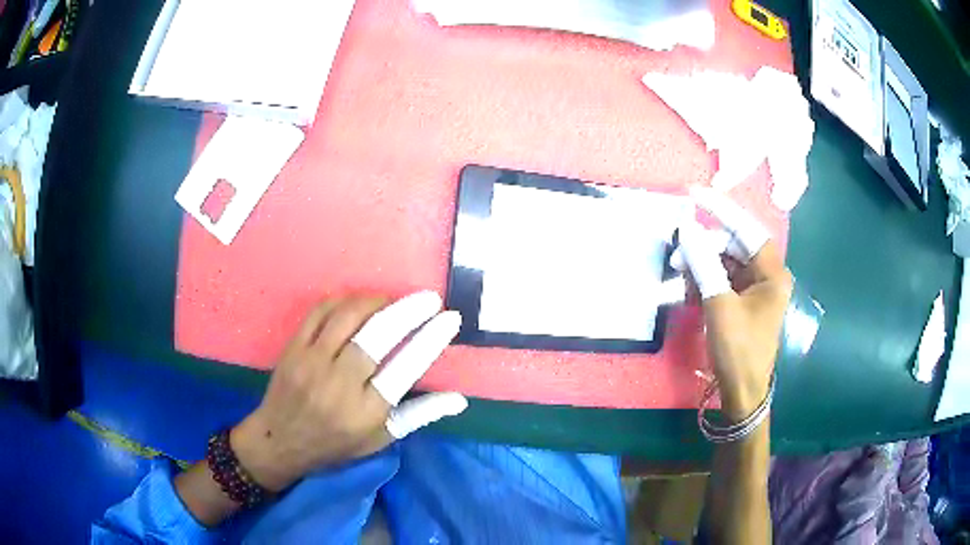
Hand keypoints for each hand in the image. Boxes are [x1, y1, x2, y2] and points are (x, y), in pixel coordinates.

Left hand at [230, 291, 467, 491]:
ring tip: (394, 299)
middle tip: (428, 298)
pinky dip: (343, 300)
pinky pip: (319, 312)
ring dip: (376, 301)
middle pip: (377, 335)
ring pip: (347, 317)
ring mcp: (311, 362)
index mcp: (366, 411)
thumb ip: (419, 415)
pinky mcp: (293, 348)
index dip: (430, 339)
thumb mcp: (380, 439)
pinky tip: (358, 301)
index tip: (450, 318)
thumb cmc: (335, 444)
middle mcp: (339, 384)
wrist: (280, 440)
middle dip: (408, 310)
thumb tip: (459, 399)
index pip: (405, 368)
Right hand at [673, 188, 791, 421]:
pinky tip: (691, 292)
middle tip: (676, 258)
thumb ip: (705, 265)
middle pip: (733, 246)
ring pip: (726, 263)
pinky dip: (706, 282)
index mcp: (772, 273)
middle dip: (705, 248)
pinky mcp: (744, 302)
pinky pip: (723, 280)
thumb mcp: (719, 306)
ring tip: (681, 279)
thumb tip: (687, 230)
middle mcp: (767, 275)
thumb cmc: (738, 350)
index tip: (694, 194)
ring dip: (702, 267)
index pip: (746, 229)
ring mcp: (756, 289)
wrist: (742, 393)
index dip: (720, 210)